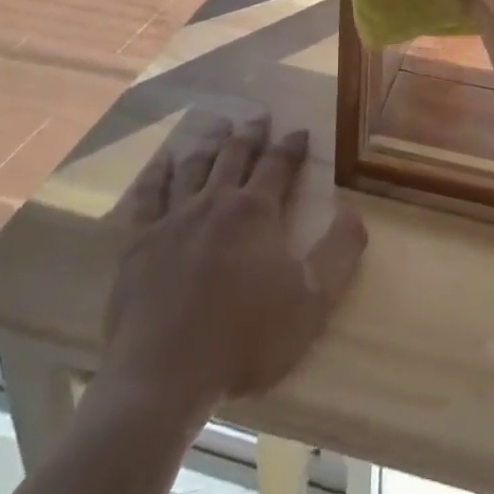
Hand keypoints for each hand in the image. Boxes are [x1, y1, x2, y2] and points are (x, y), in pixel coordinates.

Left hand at [87, 114, 366, 417]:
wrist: (163, 377)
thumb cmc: (244, 340)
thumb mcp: (311, 302)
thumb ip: (340, 253)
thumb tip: (355, 212)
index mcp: (255, 211)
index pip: (278, 164)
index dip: (291, 146)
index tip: (300, 131)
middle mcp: (214, 201)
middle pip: (235, 155)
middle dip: (251, 134)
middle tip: (259, 116)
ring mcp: (172, 218)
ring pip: (194, 166)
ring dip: (209, 143)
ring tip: (218, 128)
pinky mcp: (138, 242)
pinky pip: (147, 196)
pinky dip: (157, 174)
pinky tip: (162, 163)